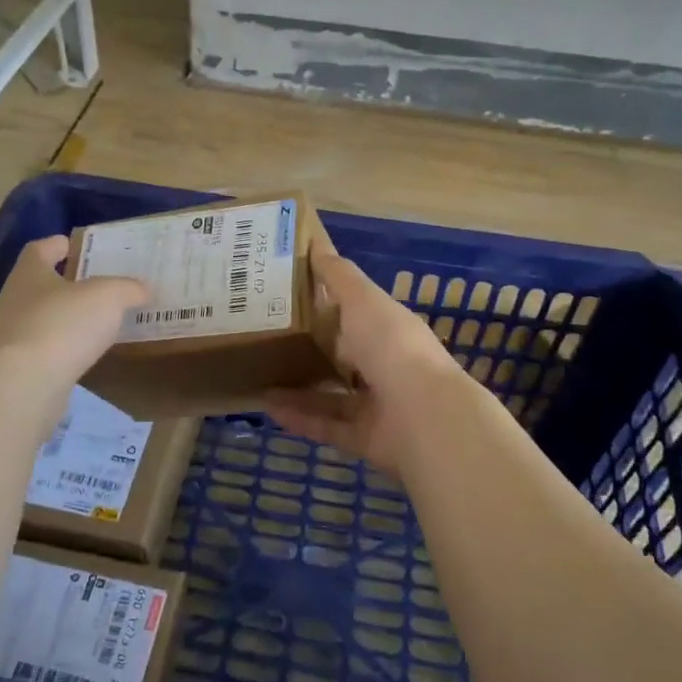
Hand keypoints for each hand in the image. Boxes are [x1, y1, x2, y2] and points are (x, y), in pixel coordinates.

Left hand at [0, 236, 147, 383]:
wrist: (24, 385)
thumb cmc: (63, 324)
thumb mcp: (108, 296)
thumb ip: (127, 288)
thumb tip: (142, 289)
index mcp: (29, 273)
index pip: (39, 250)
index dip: (57, 245)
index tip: (75, 246)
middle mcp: (15, 300)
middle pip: (40, 284)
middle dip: (66, 283)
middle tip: (99, 284)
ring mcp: (13, 336)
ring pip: (43, 318)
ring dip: (67, 318)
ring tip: (99, 320)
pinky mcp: (19, 368)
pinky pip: (47, 349)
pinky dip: (66, 347)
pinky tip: (87, 352)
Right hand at [265, 240, 474, 474]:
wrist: (423, 417)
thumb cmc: (392, 346)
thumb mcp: (363, 300)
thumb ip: (339, 276)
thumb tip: (315, 244)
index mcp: (388, 328)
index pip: (354, 312)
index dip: (324, 303)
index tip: (285, 295)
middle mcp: (385, 365)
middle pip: (342, 355)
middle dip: (308, 347)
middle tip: (264, 337)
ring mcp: (377, 404)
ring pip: (331, 393)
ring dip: (297, 385)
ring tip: (258, 373)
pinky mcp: (365, 437)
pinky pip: (326, 424)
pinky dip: (298, 416)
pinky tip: (266, 405)